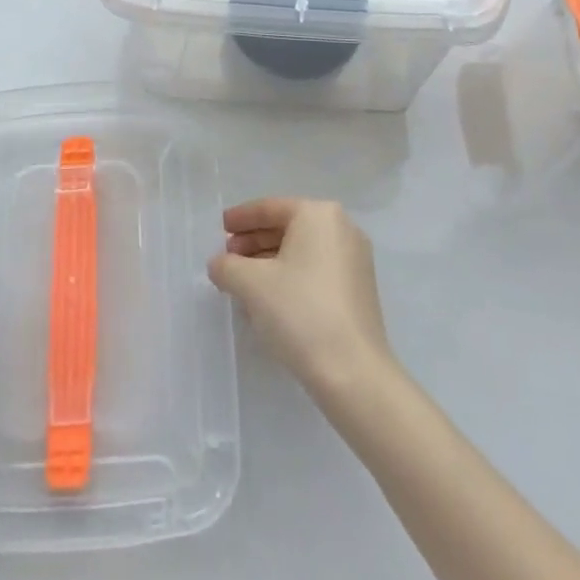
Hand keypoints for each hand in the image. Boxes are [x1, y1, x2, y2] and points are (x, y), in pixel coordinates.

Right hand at [208, 198, 393, 404]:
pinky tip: (269, 299)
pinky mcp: (359, 289)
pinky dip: (291, 276)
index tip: (220, 228)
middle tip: (228, 258)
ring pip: (301, 251)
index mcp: (318, 214)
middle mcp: (342, 228)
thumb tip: (220, 264)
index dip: (240, 218)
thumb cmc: (299, 311)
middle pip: (287, 227)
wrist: (352, 371)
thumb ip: (226, 266)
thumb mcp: (249, 283)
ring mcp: (355, 260)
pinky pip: (316, 270)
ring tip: (243, 281)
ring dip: (270, 261)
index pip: (270, 208)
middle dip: (254, 241)